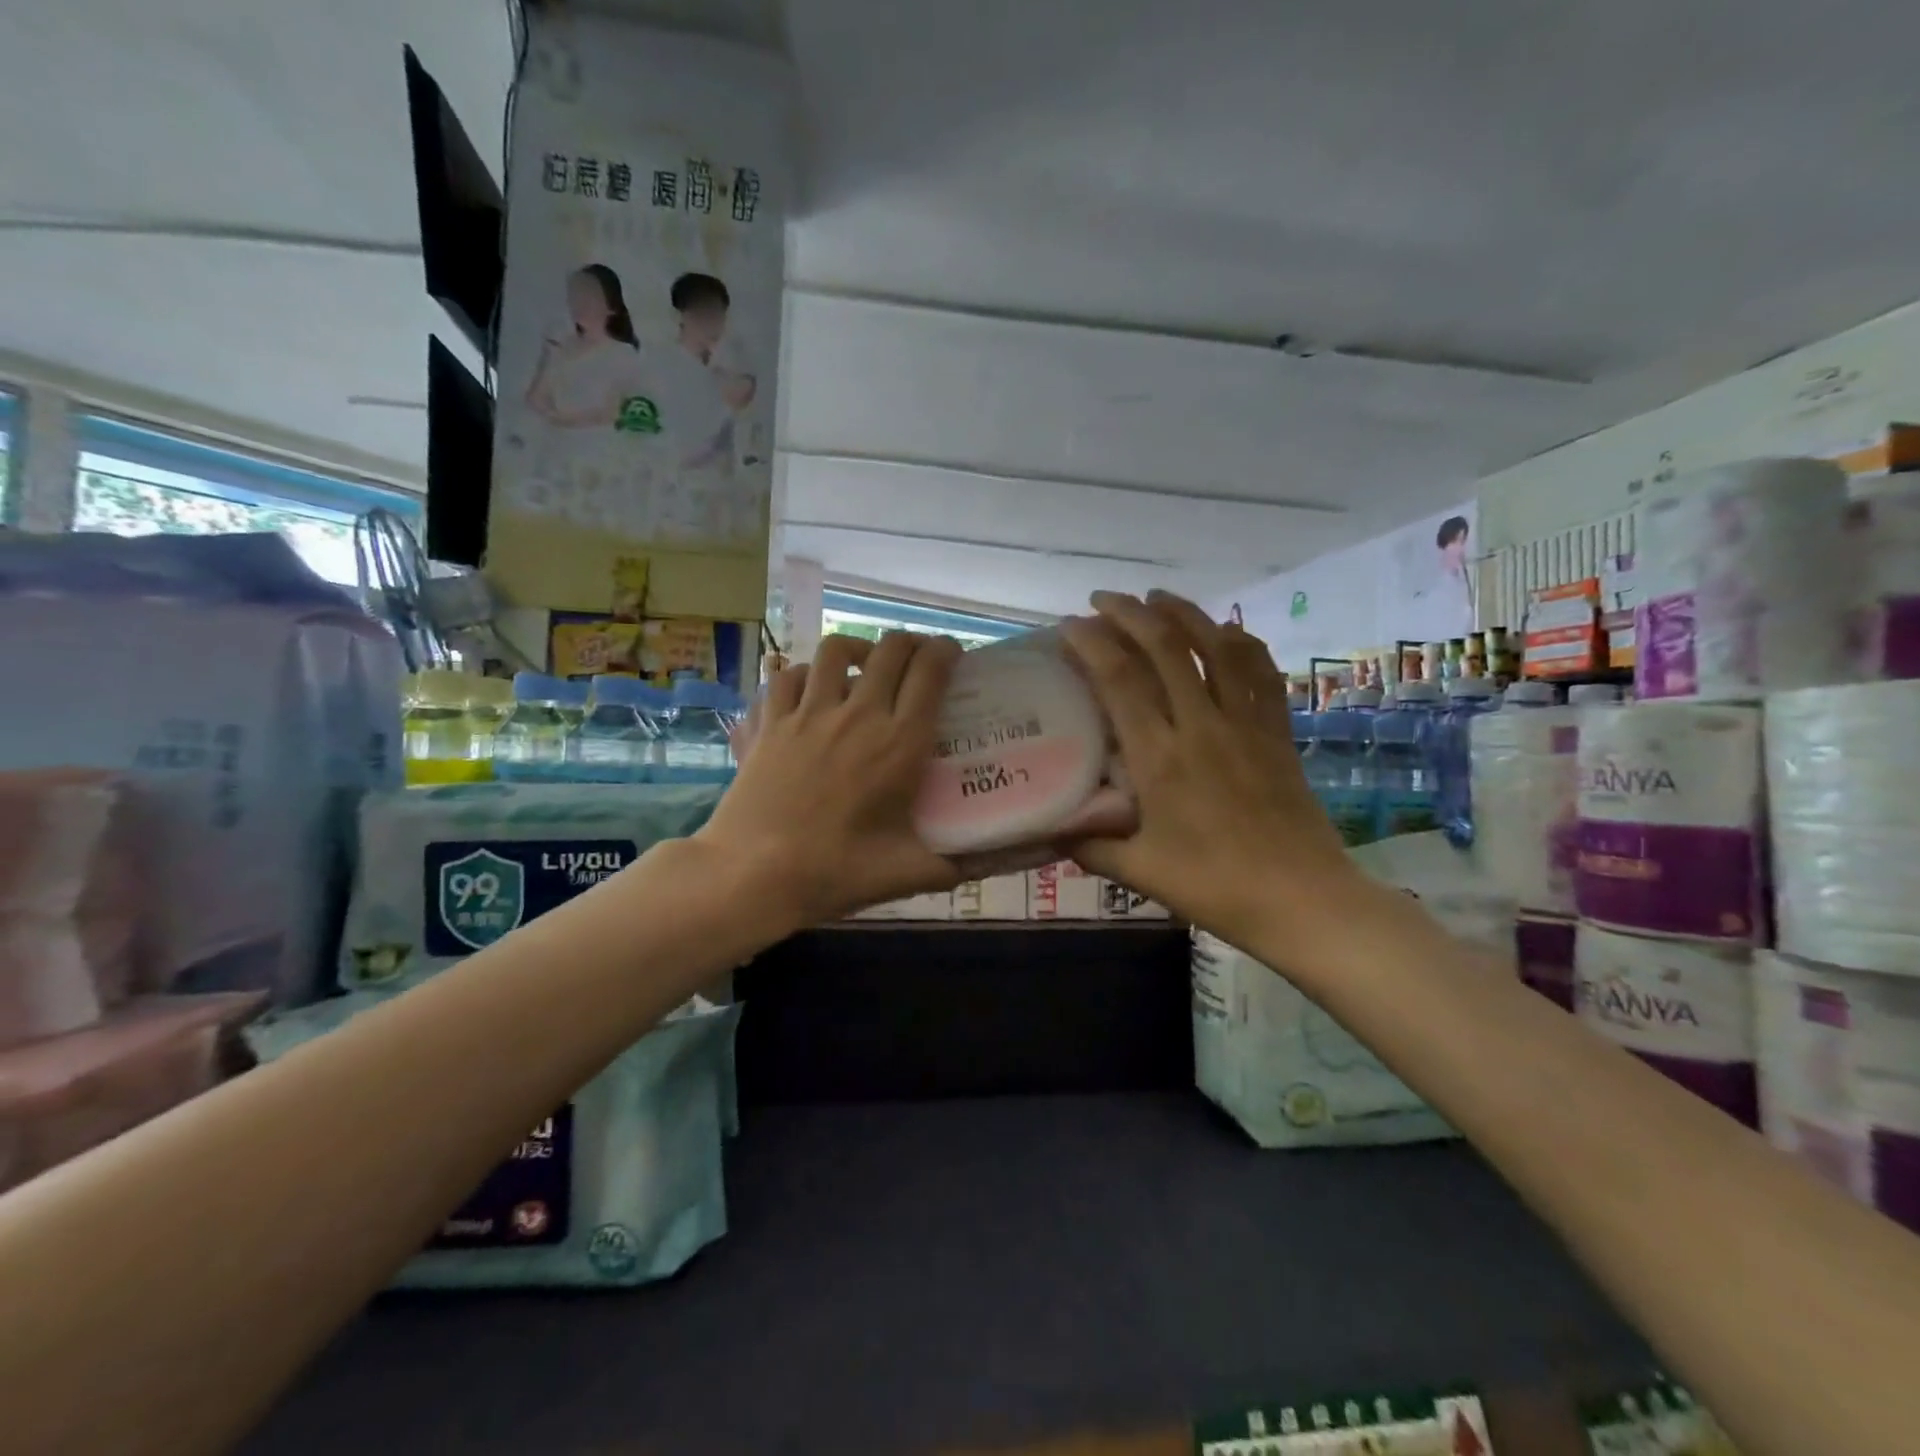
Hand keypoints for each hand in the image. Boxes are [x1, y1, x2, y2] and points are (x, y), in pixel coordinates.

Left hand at [697, 632, 963, 928]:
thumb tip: (986, 867)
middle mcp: (858, 715)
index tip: (951, 653)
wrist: (755, 874)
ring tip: (861, 664)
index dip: (945, 652)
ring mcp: (808, 714)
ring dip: (856, 649)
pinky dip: (804, 674)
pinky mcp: (770, 723)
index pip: (930, 674)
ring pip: (835, 650)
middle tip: (915, 656)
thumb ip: (952, 866)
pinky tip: (809, 690)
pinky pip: (788, 677)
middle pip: (889, 650)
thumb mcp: (907, 873)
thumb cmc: (837, 872)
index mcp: (899, 743)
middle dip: (908, 643)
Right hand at [1058, 591, 1367, 951]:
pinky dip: (1241, 643)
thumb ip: (1091, 845)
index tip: (1068, 626)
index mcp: (1160, 757)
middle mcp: (1202, 726)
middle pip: (1165, 647)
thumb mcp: (1140, 872)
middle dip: (1130, 613)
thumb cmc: (1215, 886)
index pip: (1120, 680)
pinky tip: (1227, 633)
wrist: (1303, 900)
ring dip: (1185, 613)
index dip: (1091, 644)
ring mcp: (1246, 724)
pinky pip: (1261, 672)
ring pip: (1217, 647)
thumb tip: (1051, 828)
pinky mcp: (1278, 732)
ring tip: (1158, 598)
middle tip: (1103, 600)